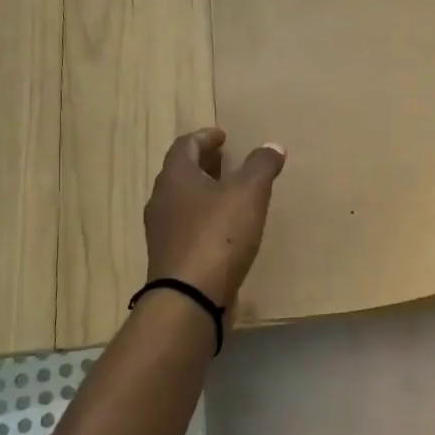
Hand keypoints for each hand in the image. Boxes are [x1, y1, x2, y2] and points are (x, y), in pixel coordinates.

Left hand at [143, 129, 286, 310]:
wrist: (190, 298)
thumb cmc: (218, 236)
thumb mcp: (249, 193)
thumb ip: (261, 166)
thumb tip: (272, 146)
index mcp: (176, 177)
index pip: (185, 146)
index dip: (205, 137)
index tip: (223, 136)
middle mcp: (162, 200)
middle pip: (181, 173)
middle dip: (204, 165)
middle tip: (227, 161)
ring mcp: (162, 232)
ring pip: (182, 202)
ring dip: (204, 193)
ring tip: (230, 195)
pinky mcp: (170, 258)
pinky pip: (187, 228)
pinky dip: (204, 220)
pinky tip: (225, 231)